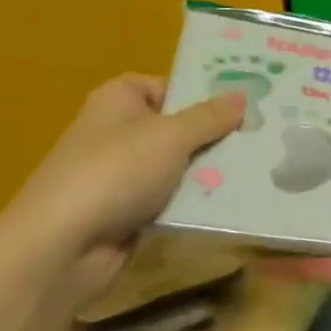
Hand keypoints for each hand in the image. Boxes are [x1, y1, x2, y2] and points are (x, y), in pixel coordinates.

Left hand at [0, 75, 245, 303]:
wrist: (65, 245)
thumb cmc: (115, 173)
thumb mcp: (170, 136)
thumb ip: (209, 118)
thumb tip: (241, 98)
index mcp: (119, 100)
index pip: (168, 85)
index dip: (203, 92)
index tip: (247, 102)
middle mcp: (120, 131)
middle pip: (180, 126)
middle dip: (218, 134)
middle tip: (265, 136)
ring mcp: (125, 174)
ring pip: (181, 165)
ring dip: (213, 170)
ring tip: (263, 168)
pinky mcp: (133, 211)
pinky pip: (176, 198)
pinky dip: (199, 200)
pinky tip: (237, 201)